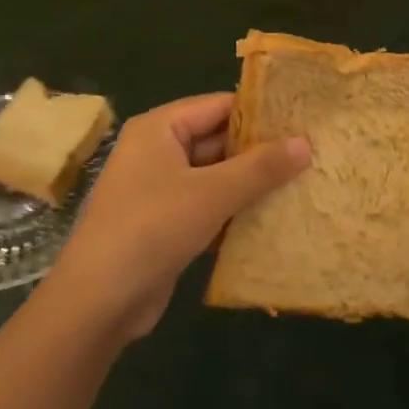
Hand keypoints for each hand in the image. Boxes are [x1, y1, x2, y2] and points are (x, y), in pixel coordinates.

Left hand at [45, 93, 309, 341]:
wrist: (97, 302)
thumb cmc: (152, 229)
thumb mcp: (211, 193)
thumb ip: (260, 167)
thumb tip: (305, 142)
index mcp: (160, 127)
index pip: (219, 105)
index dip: (260, 112)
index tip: (303, 119)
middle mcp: (157, 150)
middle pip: (218, 140)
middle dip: (259, 151)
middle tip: (311, 154)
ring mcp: (159, 188)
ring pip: (215, 176)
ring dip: (250, 184)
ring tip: (302, 183)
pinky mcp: (165, 223)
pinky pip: (207, 205)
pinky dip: (234, 211)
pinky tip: (272, 218)